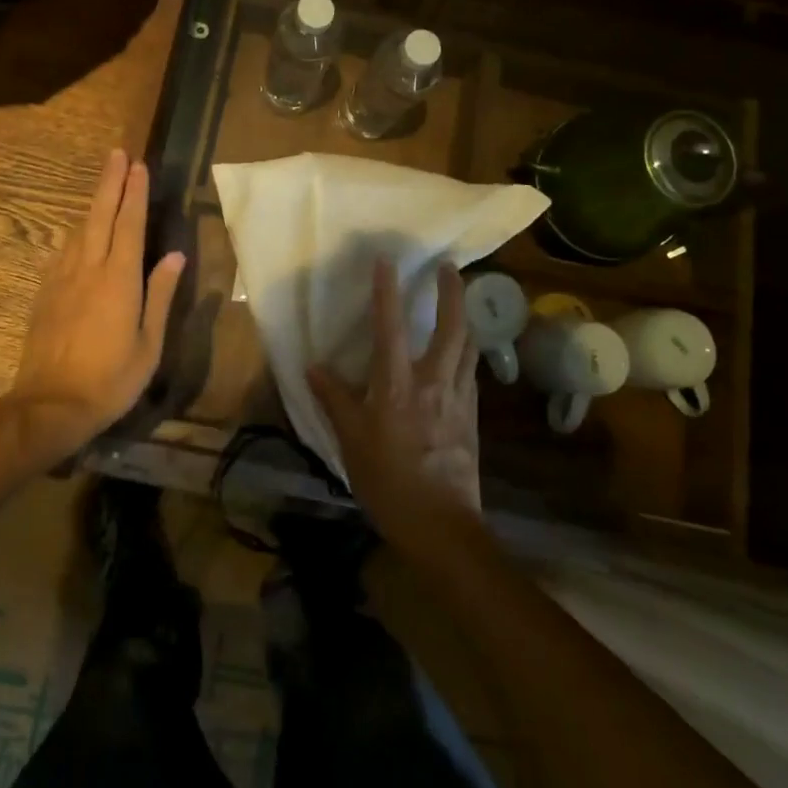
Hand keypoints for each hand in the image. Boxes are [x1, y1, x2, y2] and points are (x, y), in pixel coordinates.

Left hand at [9, 149, 185, 448]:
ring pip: (79, 230)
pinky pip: (63, 251)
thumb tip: (175, 256)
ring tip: (104, 185)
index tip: (139, 165)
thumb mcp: (149, 343)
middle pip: (100, 215)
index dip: (135, 193)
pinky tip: (79, 232)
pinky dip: (76, 233)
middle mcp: (89, 269)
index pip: (130, 224)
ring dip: (93, 204)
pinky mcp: (45, 293)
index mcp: (119, 279)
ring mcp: (62, 279)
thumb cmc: (110, 379)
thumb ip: (161, 295)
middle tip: (117, 154)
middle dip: (110, 183)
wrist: (49, 406)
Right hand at [310, 260, 482, 557]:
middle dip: (453, 293)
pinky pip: (471, 374)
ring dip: (466, 319)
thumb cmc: (388, 482)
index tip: (387, 260)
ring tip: (461, 303)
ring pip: (469, 348)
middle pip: (452, 327)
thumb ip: (334, 400)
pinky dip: (467, 354)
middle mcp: (434, 382)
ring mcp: (459, 399)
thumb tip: (314, 367)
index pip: (391, 327)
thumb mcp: (351, 442)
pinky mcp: (473, 418)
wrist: (441, 526)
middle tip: (451, 268)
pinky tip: (462, 356)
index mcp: (398, 385)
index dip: (387, 291)